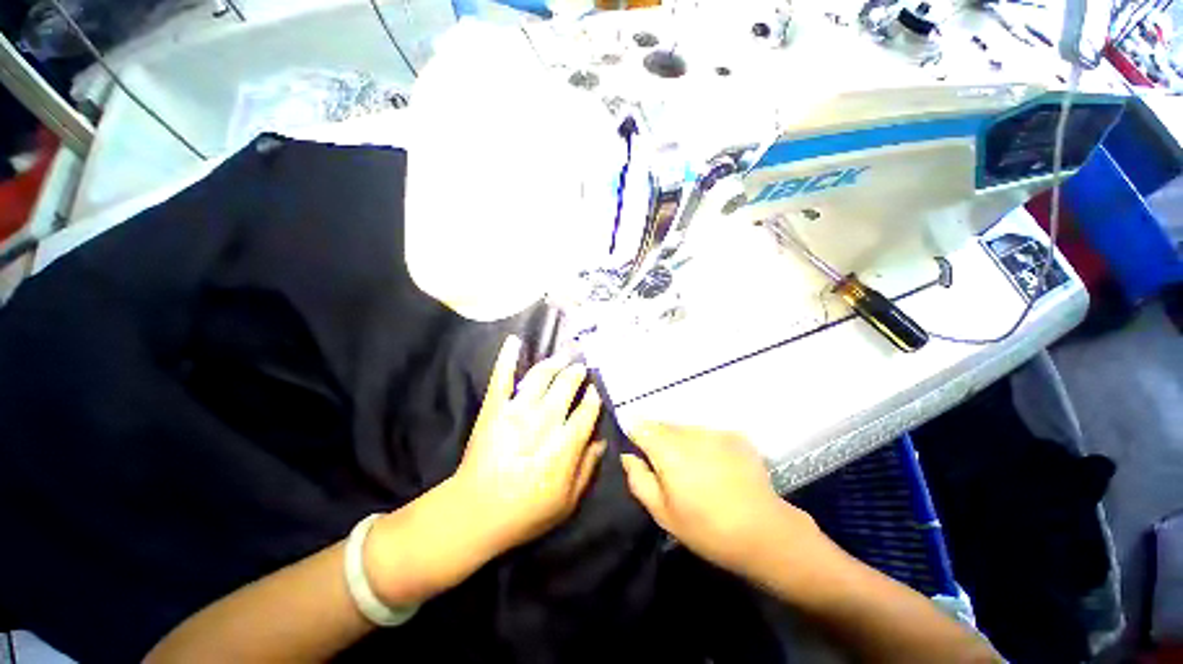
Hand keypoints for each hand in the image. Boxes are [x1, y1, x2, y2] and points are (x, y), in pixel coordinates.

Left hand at [452, 335, 605, 552]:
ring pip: (541, 376)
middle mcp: (544, 420)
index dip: (594, 397)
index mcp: (565, 443)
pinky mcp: (494, 408)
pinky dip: (507, 357)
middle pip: (566, 386)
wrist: (475, 513)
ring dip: (554, 362)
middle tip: (580, 366)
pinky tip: (514, 341)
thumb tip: (601, 440)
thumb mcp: (567, 502)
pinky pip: (502, 377)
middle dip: (576, 373)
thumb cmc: (526, 512)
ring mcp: (517, 410)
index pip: (587, 411)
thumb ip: (587, 468)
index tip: (596, 389)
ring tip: (562, 356)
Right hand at [621, 423, 821, 575]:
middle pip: (663, 425)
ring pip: (685, 428)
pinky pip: (707, 434)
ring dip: (681, 441)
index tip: (639, 452)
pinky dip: (704, 444)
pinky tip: (716, 467)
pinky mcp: (734, 436)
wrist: (764, 532)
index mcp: (668, 450)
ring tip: (694, 469)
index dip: (635, 436)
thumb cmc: (706, 528)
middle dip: (659, 440)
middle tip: (667, 468)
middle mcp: (689, 432)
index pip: (640, 426)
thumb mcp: (663, 513)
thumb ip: (639, 480)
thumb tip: (628, 456)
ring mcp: (714, 432)